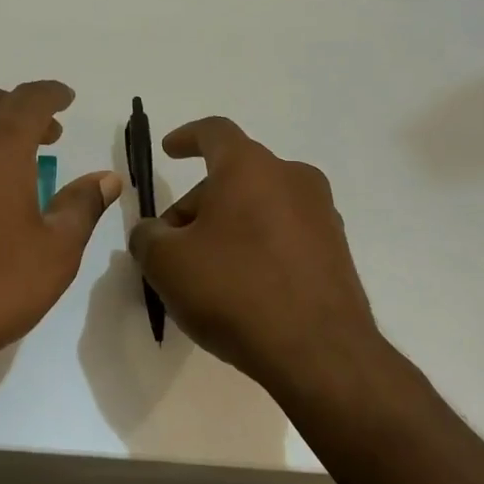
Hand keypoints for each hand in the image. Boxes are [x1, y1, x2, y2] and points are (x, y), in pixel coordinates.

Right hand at [127, 117, 386, 398]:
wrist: (319, 352)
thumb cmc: (234, 290)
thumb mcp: (167, 263)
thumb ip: (147, 237)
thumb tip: (153, 233)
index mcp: (249, 167)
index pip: (214, 132)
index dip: (186, 137)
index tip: (169, 150)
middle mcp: (292, 178)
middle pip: (234, 175)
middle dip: (197, 203)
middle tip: (171, 244)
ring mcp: (321, 214)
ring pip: (260, 204)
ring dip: (228, 224)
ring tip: (205, 270)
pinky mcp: (336, 250)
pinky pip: (284, 233)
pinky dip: (258, 245)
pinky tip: (242, 286)